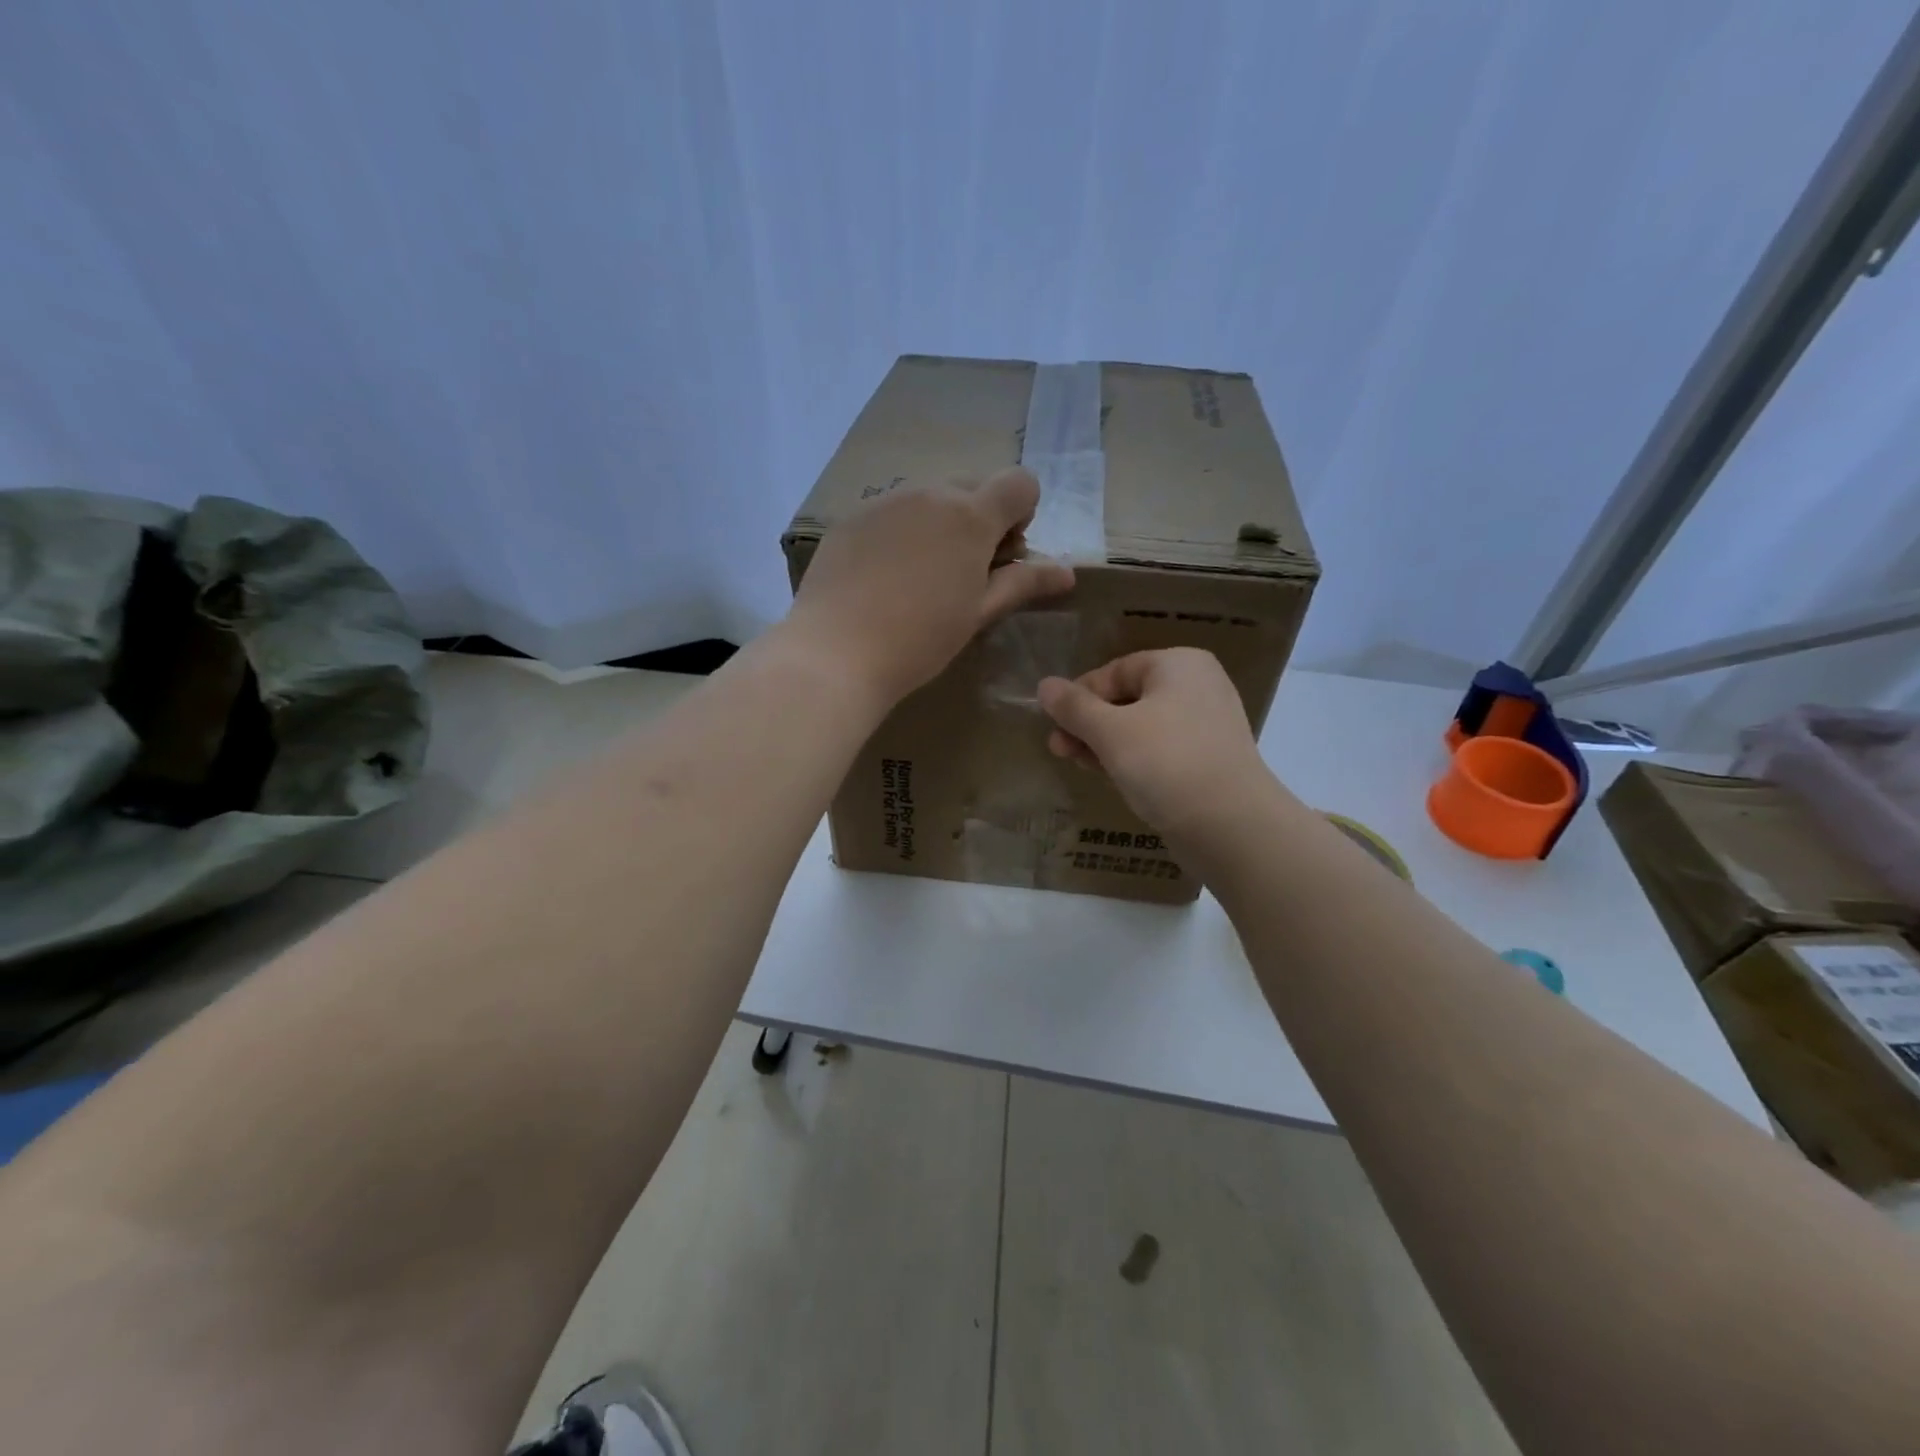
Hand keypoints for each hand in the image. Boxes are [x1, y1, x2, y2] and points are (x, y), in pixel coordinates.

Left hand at [787, 469, 1074, 704]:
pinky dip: (901, 532)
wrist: (836, 652)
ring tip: (920, 579)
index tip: (1004, 554)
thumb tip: (1067, 571)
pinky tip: (883, 578)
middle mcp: (929, 493)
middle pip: (973, 486)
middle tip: (965, 573)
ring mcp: (884, 501)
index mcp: (970, 515)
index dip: (1021, 513)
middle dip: (980, 519)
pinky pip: (891, 511)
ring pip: (929, 498)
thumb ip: (1023, 582)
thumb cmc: (920, 639)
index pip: (1020, 482)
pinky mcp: (850, 517)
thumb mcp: (979, 613)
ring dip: (939, 524)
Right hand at [1036, 648, 1274, 837]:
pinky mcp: (1207, 761)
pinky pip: (1159, 751)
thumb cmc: (1166, 763)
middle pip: (1127, 699)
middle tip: (1058, 749)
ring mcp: (1205, 726)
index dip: (1079, 696)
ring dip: (1104, 744)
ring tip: (1075, 763)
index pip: (1115, 671)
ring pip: (1141, 727)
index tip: (1053, 724)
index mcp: (1178, 665)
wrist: (1231, 825)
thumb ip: (1074, 707)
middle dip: (1088, 724)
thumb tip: (1044, 685)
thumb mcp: (1110, 732)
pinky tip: (1108, 776)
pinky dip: (1131, 759)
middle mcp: (1197, 687)